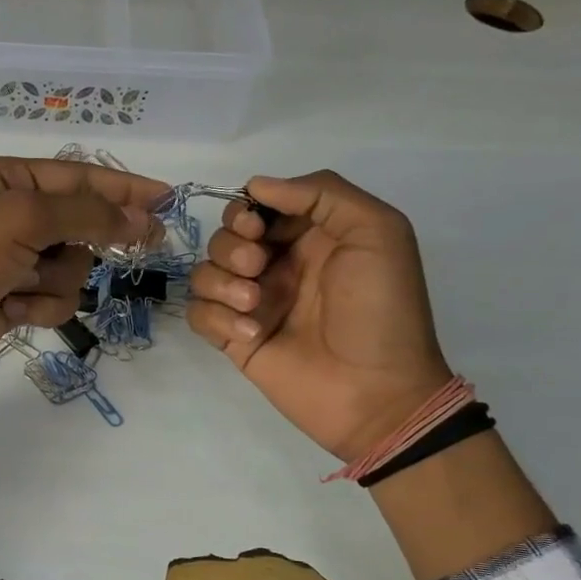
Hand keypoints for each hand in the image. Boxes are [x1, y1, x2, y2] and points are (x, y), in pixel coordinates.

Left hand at [0, 157, 166, 441]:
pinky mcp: (14, 299)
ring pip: (74, 267)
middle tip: (147, 242)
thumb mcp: (21, 220)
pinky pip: (56, 299)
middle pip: (84, 222)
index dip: (126, 186)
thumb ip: (86, 213)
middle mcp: (13, 216)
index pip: (81, 177)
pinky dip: (40, 307)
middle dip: (95, 238)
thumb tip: (140, 214)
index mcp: (9, 181)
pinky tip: (10, 311)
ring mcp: (14, 260)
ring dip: (56, 280)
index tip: (169, 198)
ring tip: (21, 286)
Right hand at [187, 171, 452, 462]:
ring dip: (221, 283)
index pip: (257, 206)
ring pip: (204, 272)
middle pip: (224, 236)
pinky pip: (199, 313)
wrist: (377, 393)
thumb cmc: (382, 310)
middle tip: (258, 268)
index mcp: (310, 237)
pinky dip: (216, 318)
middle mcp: (277, 266)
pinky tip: (250, 334)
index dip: (246, 209)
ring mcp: (251, 303)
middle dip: (232, 246)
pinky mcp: (233, 338)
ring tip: (254, 307)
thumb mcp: (378, 233)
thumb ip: (323, 193)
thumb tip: (255, 186)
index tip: (255, 225)